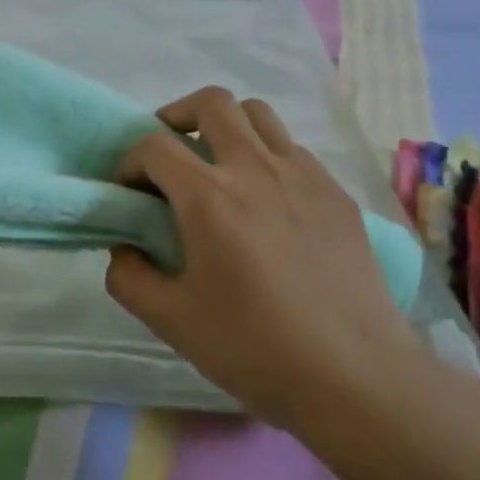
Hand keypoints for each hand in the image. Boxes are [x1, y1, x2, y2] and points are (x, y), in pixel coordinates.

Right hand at [105, 88, 411, 431]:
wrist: (355, 377)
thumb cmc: (255, 348)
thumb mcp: (171, 321)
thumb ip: (129, 277)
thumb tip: (124, 248)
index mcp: (209, 197)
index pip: (155, 146)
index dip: (129, 161)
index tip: (128, 191)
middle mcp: (256, 169)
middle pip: (212, 103)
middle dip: (177, 116)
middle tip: (169, 154)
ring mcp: (304, 176)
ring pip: (259, 115)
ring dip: (226, 126)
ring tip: (217, 166)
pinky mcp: (337, 194)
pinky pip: (293, 150)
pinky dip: (266, 155)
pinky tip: (266, 200)